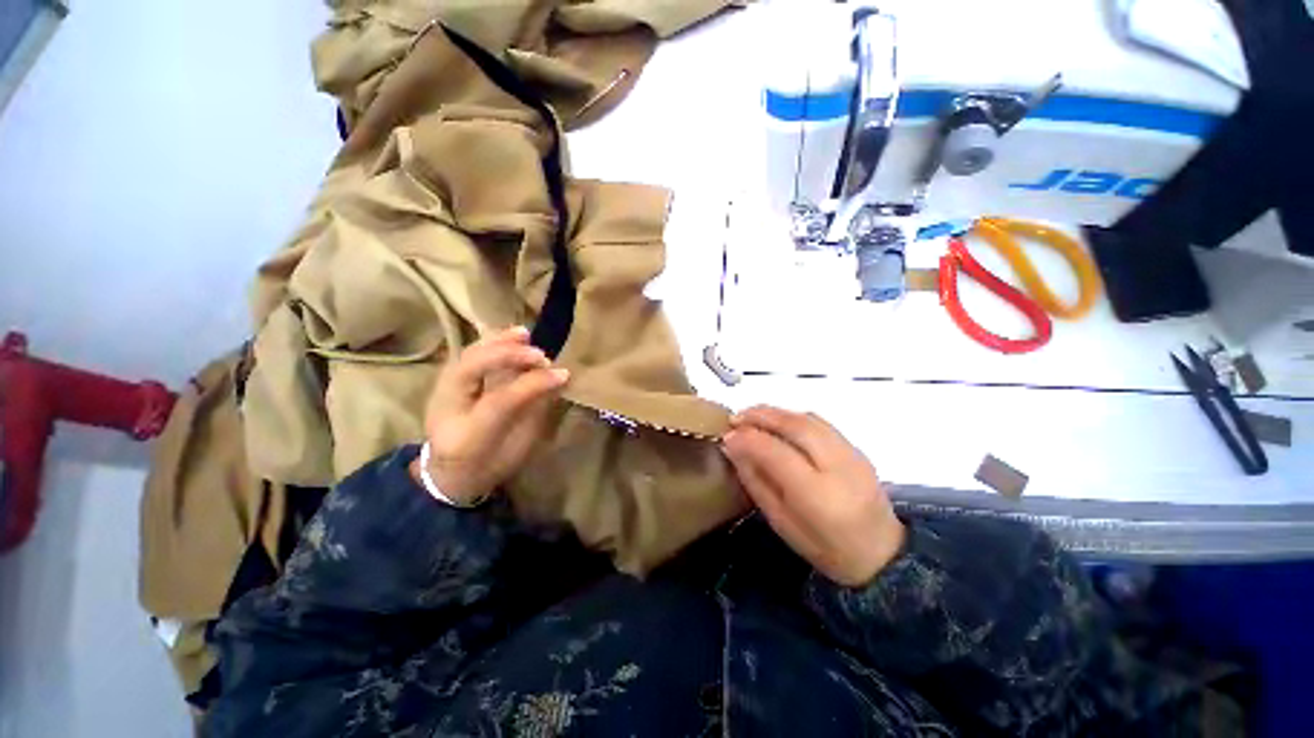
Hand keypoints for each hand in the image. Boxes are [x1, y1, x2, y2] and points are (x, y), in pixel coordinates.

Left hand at [412, 326, 568, 502]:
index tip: (564, 374)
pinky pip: (468, 355)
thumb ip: (536, 413)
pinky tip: (513, 337)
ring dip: (498, 342)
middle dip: (509, 356)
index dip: (533, 384)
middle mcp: (448, 411)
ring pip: (467, 357)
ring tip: (525, 335)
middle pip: (473, 370)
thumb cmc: (492, 462)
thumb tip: (560, 379)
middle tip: (542, 356)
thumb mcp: (519, 447)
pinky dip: (491, 342)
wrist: (450, 473)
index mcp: (467, 437)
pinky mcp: (447, 381)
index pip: (500, 401)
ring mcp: (442, 393)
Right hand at [722, 406, 904, 586]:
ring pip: (807, 419)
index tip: (726, 436)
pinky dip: (792, 416)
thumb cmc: (825, 548)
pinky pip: (819, 422)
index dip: (748, 439)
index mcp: (819, 496)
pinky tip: (777, 422)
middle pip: (795, 426)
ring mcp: (852, 454)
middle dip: (760, 416)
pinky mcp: (857, 448)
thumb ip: (755, 482)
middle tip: (735, 418)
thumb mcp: (781, 523)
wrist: (882, 554)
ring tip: (750, 416)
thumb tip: (733, 448)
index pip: (776, 453)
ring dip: (775, 412)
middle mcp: (839, 467)